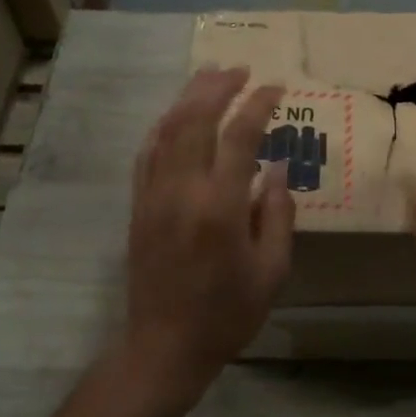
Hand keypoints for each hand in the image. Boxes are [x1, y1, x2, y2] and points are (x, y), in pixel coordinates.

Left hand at [123, 67, 294, 397]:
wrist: (164, 346)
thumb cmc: (227, 313)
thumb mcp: (272, 270)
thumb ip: (277, 213)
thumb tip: (275, 166)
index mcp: (220, 206)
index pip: (240, 136)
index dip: (259, 105)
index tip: (276, 88)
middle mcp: (182, 190)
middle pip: (196, 120)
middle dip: (219, 87)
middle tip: (241, 70)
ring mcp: (153, 195)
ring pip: (167, 129)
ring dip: (189, 97)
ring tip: (210, 76)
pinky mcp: (138, 205)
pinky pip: (147, 152)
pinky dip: (163, 126)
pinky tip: (176, 114)